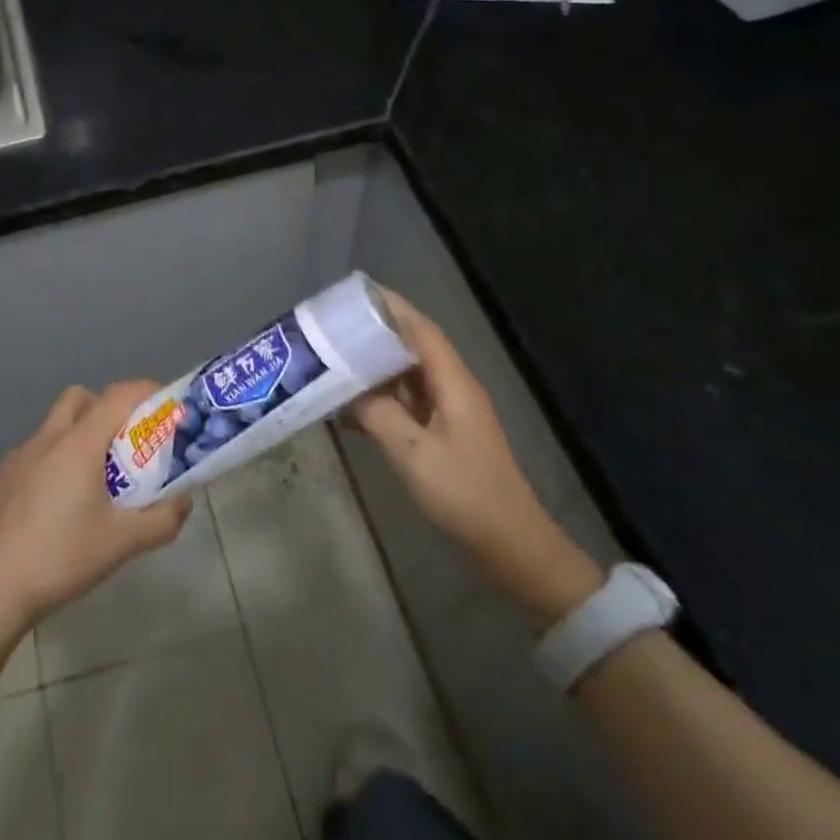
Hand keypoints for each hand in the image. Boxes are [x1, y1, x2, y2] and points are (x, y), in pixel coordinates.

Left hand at [0, 382, 190, 635]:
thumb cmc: (62, 558)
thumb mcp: (123, 543)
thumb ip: (163, 519)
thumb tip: (184, 502)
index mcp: (78, 444)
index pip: (118, 395)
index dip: (147, 392)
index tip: (166, 407)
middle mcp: (46, 440)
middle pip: (81, 398)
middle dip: (106, 408)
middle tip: (125, 443)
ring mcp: (17, 458)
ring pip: (54, 426)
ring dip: (78, 435)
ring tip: (92, 479)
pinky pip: (33, 454)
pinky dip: (52, 462)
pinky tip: (55, 504)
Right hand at [350, 291, 602, 624]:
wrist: (509, 545)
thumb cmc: (465, 494)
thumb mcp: (414, 453)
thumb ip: (378, 415)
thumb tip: (348, 390)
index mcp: (453, 383)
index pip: (421, 331)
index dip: (391, 309)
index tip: (356, 294)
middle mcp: (452, 390)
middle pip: (411, 350)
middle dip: (374, 338)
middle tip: (332, 332)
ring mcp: (448, 415)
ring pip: (405, 380)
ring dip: (372, 373)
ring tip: (331, 365)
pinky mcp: (441, 438)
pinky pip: (404, 408)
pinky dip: (377, 404)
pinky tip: (347, 413)